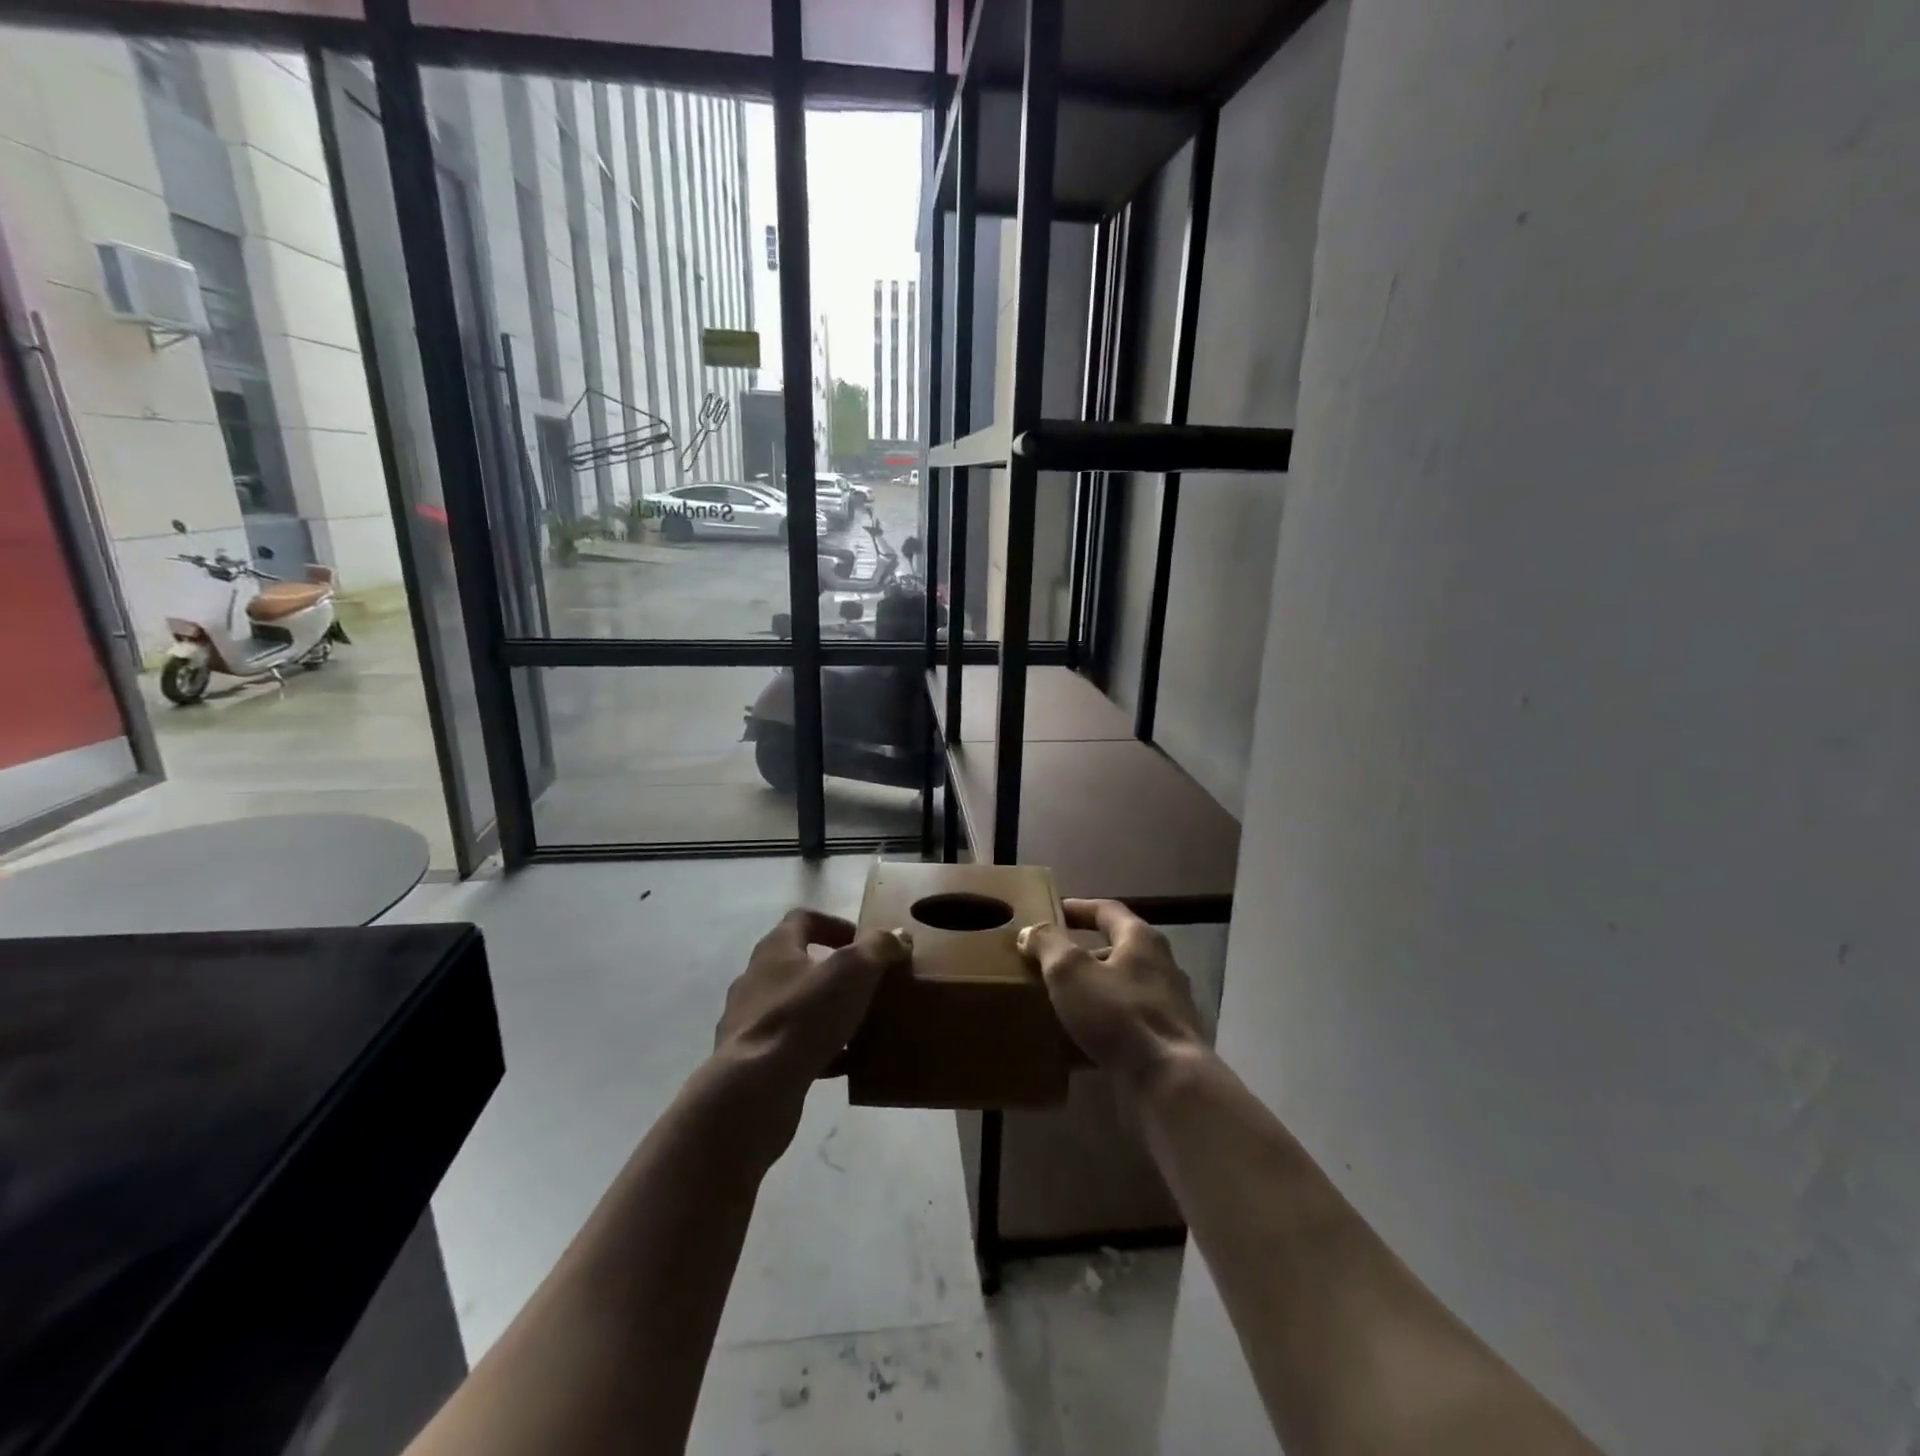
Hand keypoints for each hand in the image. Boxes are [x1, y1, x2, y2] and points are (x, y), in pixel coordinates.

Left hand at [712, 908, 910, 1108]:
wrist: (753, 1090)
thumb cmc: (804, 1016)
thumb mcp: (853, 971)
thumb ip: (878, 947)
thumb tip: (898, 936)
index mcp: (776, 949)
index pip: (803, 920)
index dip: (836, 925)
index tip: (864, 944)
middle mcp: (756, 978)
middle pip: (798, 963)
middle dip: (834, 972)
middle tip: (867, 985)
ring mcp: (748, 1020)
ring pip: (796, 1006)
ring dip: (826, 1011)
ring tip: (860, 1025)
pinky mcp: (750, 1059)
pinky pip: (791, 1044)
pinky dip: (818, 1048)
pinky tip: (843, 1063)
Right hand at [1017, 899, 1204, 1092]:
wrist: (1168, 1082)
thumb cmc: (1118, 1014)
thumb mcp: (1071, 971)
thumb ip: (1048, 944)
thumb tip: (1031, 931)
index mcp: (1141, 940)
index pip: (1107, 910)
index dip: (1079, 908)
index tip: (1053, 910)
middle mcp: (1160, 967)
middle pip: (1116, 950)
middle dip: (1082, 955)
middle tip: (1048, 962)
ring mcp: (1167, 1007)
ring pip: (1120, 989)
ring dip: (1091, 991)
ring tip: (1058, 1001)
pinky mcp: (1165, 1043)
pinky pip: (1126, 1024)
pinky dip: (1102, 1025)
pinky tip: (1078, 1040)